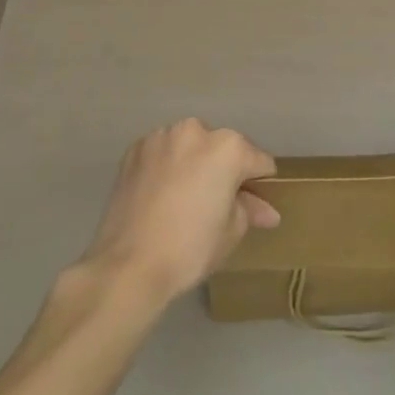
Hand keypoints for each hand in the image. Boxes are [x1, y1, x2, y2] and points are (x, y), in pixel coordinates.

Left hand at [81, 119, 279, 304]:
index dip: (260, 184)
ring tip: (184, 199)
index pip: (258, 161)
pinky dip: (167, 167)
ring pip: (189, 147)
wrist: (128, 265)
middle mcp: (195, 130)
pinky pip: (162, 154)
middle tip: (217, 204)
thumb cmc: (190, 248)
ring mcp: (161, 136)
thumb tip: (266, 210)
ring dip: (194, 164)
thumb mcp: (231, 231)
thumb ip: (250, 209)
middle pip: (222, 148)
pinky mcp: (135, 149)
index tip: (255, 204)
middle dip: (224, 171)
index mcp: (228, 147)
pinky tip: (161, 195)